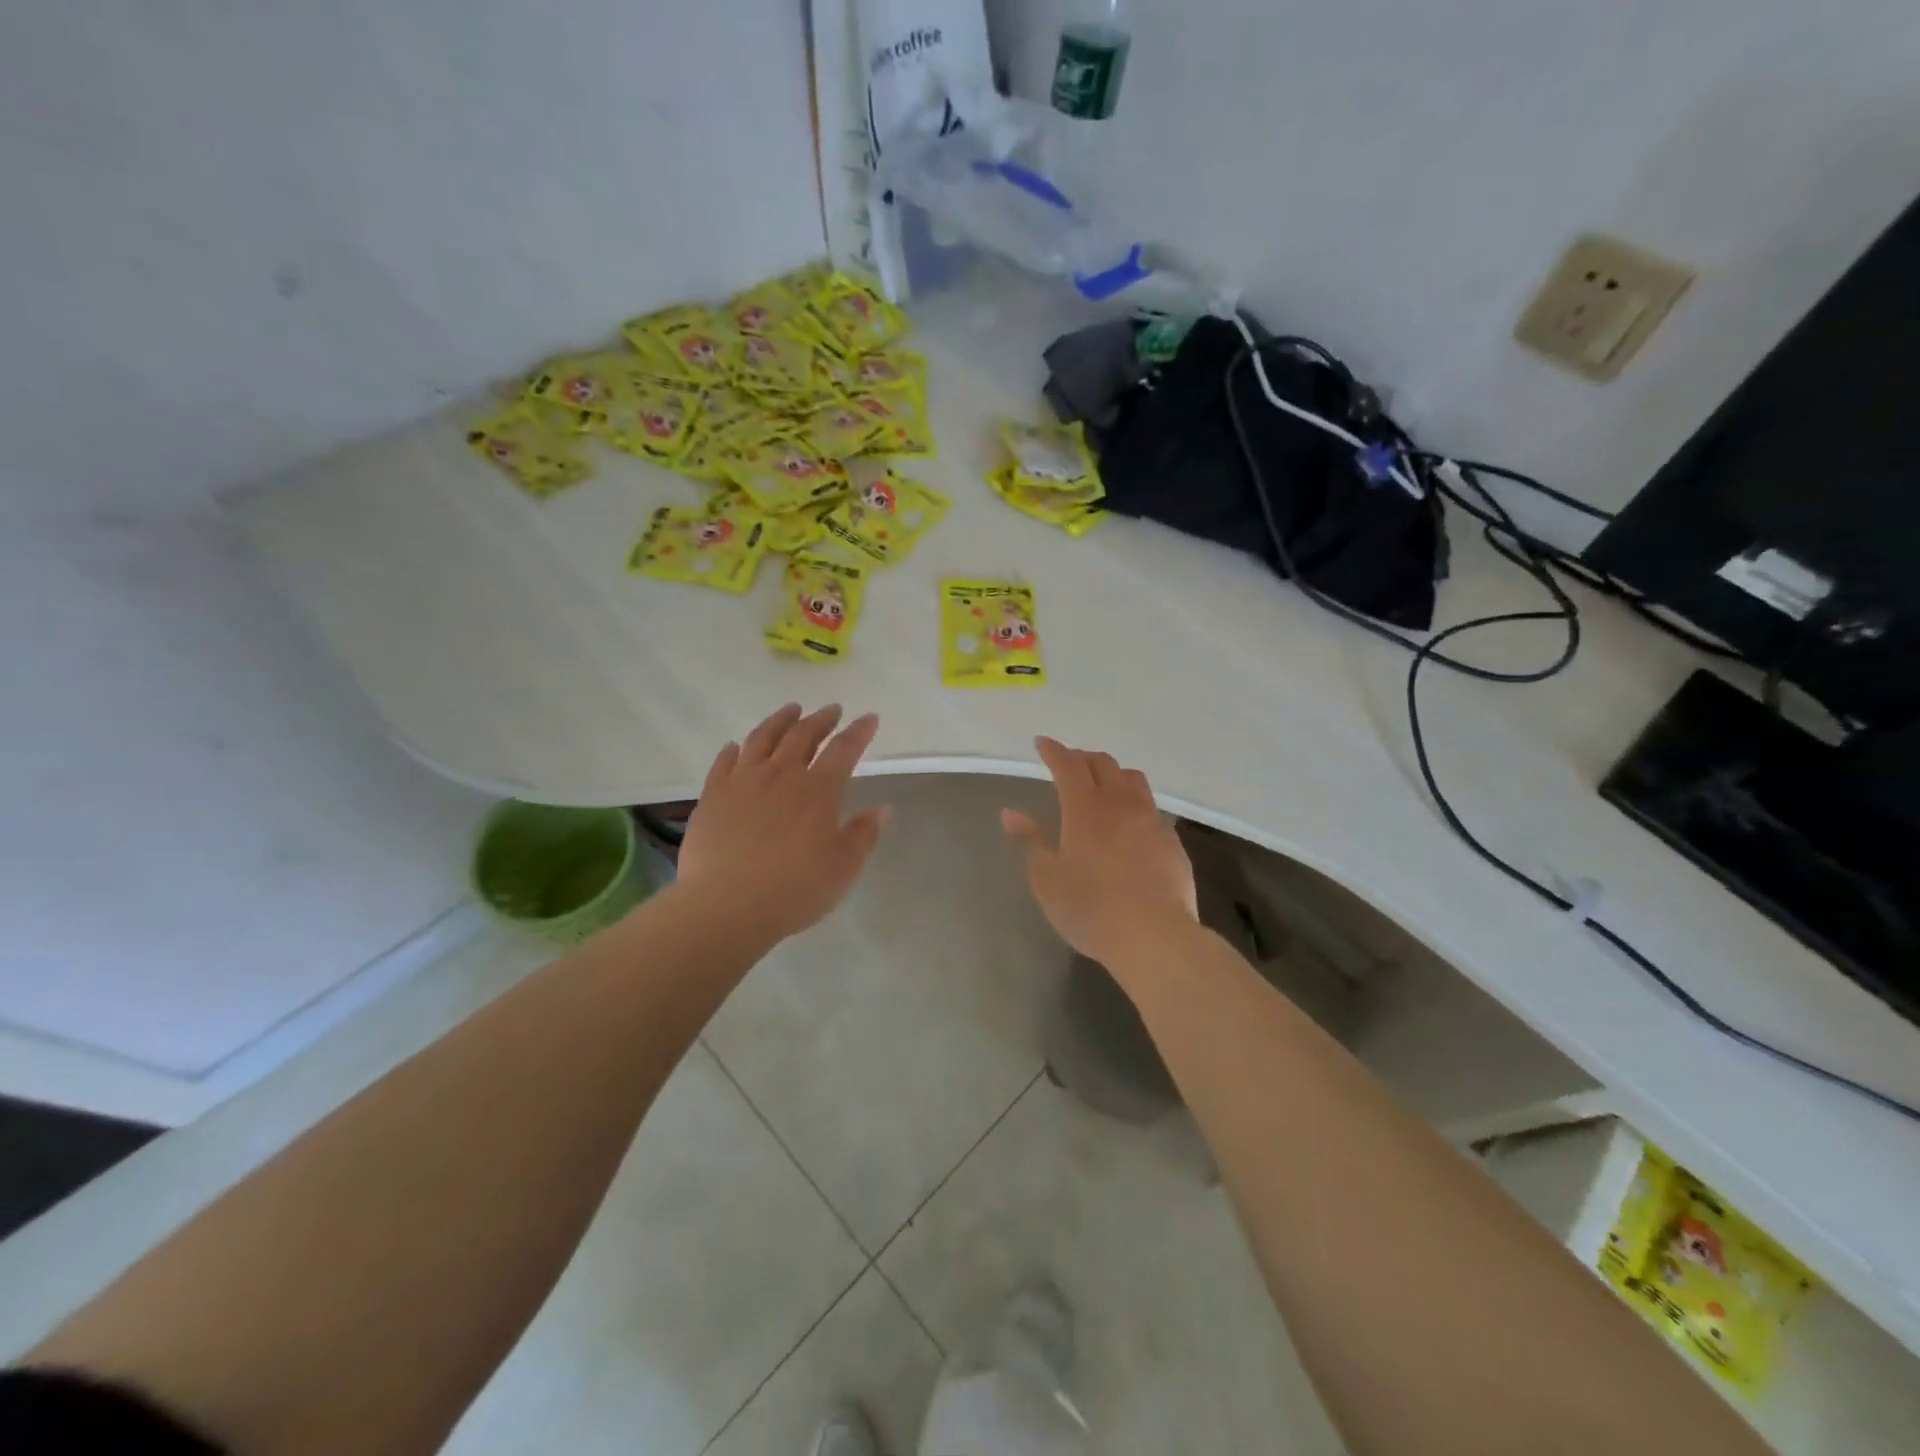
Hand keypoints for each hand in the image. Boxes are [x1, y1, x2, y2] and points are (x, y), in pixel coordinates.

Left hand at [676, 704, 888, 943]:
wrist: (726, 906)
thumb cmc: (795, 889)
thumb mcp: (843, 867)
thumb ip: (863, 834)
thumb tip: (882, 808)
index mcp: (818, 790)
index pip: (844, 749)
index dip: (859, 732)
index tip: (869, 718)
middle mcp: (781, 775)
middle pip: (803, 735)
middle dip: (821, 719)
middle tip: (832, 709)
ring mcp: (743, 781)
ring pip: (763, 738)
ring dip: (780, 721)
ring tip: (790, 710)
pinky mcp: (713, 796)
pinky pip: (724, 762)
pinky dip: (734, 749)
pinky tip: (737, 745)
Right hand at [1002, 737, 1197, 967]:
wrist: (1154, 936)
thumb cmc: (1090, 909)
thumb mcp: (1047, 880)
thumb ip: (1030, 841)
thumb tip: (1010, 812)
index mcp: (1085, 808)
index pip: (1068, 765)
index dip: (1054, 750)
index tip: (1042, 743)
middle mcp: (1120, 804)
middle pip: (1104, 764)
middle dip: (1083, 757)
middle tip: (1068, 763)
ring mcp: (1151, 820)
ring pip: (1133, 779)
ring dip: (1113, 773)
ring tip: (1102, 785)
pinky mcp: (1171, 841)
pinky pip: (1151, 808)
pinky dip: (1134, 803)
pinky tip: (1129, 825)